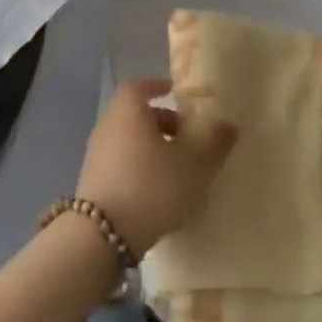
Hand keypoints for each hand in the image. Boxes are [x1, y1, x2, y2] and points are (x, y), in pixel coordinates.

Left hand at [78, 79, 236, 259]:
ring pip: (128, 139)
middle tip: (187, 136)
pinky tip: (158, 190)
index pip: (140, 87)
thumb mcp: (194, 165)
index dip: (158, 87)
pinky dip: (139, 166)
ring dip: (151, 146)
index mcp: (128, 110)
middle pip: (135, 114)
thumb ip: (215, 143)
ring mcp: (96, 154)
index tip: (177, 93)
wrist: (102, 234)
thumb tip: (229, 124)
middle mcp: (108, 125)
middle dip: (162, 121)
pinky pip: (120, 162)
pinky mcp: (93, 181)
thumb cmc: (151, 186)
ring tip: (177, 167)